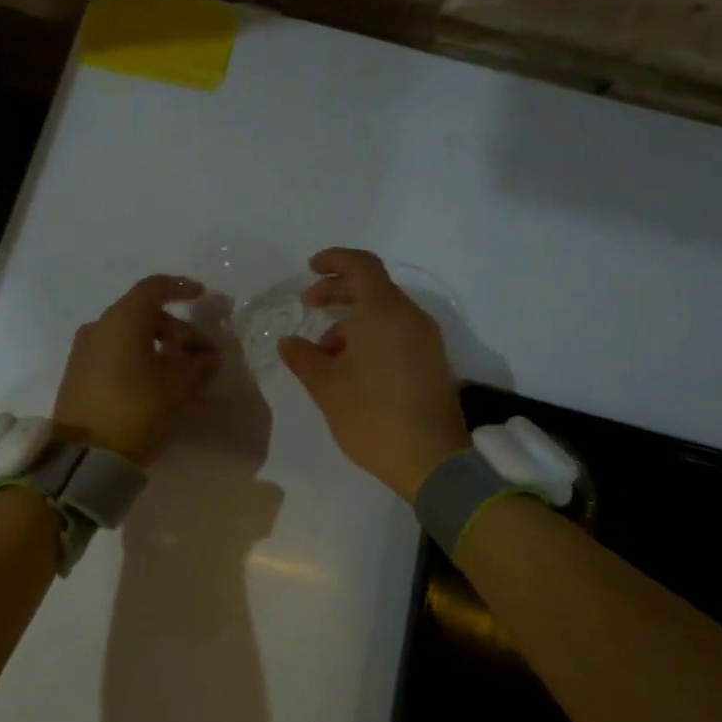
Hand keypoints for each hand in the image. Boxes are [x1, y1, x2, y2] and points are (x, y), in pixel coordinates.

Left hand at [54, 275, 217, 465]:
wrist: (84, 456)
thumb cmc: (137, 409)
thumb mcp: (179, 386)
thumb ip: (199, 365)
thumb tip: (208, 356)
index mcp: (122, 319)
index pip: (154, 288)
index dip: (181, 288)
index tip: (202, 296)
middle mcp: (99, 327)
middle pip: (143, 315)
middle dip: (177, 330)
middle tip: (202, 355)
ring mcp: (84, 351)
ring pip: (129, 337)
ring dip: (159, 348)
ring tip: (184, 375)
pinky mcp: (78, 375)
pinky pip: (115, 355)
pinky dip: (139, 360)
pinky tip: (158, 384)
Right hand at [278, 248, 471, 501]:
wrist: (432, 461)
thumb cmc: (372, 416)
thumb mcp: (326, 387)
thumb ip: (303, 357)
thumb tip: (289, 342)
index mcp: (385, 313)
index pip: (361, 266)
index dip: (334, 260)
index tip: (310, 269)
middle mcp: (411, 318)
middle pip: (373, 288)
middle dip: (338, 292)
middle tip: (308, 306)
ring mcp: (426, 340)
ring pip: (385, 313)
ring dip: (353, 321)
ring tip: (325, 353)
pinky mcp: (433, 362)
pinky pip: (398, 333)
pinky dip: (371, 336)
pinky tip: (351, 366)